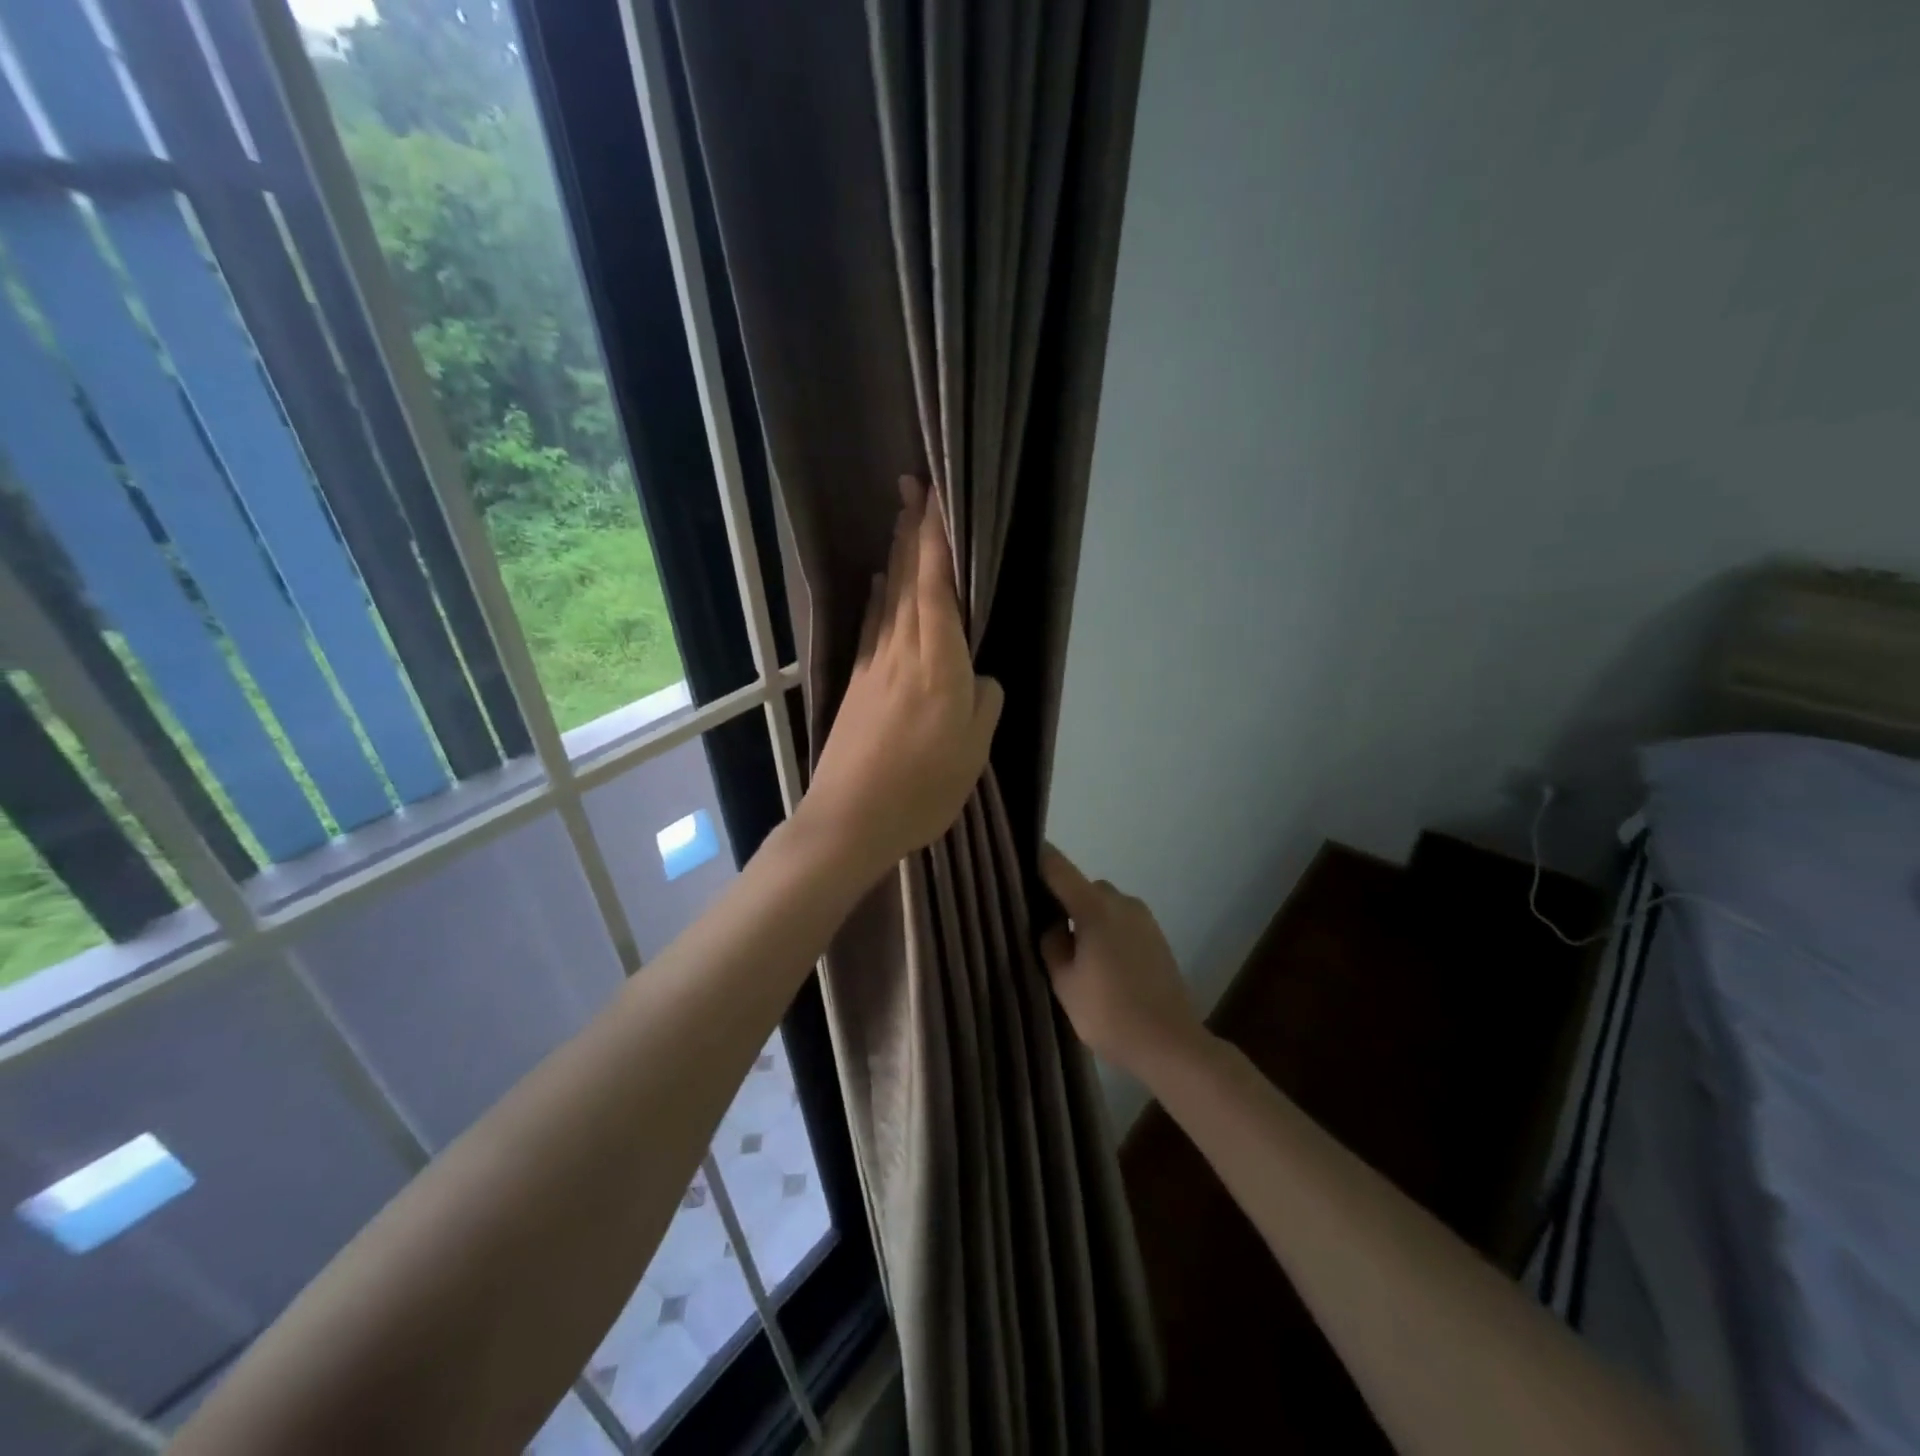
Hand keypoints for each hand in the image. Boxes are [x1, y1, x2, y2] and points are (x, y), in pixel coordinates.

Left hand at [802, 477, 1003, 879]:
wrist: (848, 820)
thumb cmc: (921, 789)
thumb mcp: (973, 752)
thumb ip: (983, 703)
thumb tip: (977, 678)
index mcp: (938, 665)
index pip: (936, 589)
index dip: (935, 542)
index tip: (935, 500)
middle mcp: (902, 653)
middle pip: (907, 583)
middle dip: (912, 534)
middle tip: (913, 489)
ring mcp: (875, 668)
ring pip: (888, 600)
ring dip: (895, 558)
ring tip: (901, 522)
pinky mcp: (857, 686)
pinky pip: (872, 628)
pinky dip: (877, 600)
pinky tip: (877, 586)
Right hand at [1039, 845, 1203, 1076]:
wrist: (1170, 1043)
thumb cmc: (1109, 1013)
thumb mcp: (1064, 982)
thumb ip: (1052, 944)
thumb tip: (1053, 923)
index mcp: (1094, 907)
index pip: (1058, 867)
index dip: (1037, 859)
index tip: (1018, 858)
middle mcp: (1121, 902)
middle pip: (1082, 887)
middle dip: (1064, 902)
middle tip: (1047, 933)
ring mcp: (1144, 918)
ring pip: (1104, 905)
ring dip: (1088, 919)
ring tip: (1077, 956)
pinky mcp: (1157, 937)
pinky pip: (1122, 921)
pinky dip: (1107, 932)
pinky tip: (1102, 966)